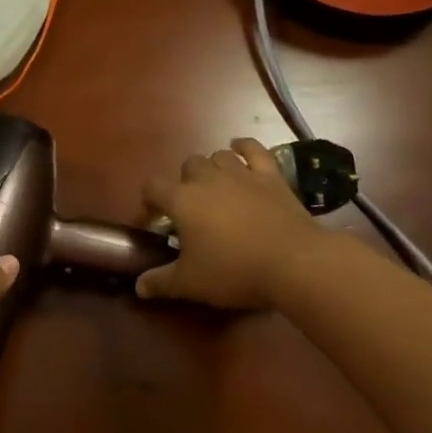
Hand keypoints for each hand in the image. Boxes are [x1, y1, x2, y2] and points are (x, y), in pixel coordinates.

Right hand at [136, 139, 320, 311]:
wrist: (293, 262)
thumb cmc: (234, 271)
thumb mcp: (190, 284)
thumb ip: (160, 282)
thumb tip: (138, 286)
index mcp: (182, 200)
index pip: (152, 186)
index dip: (149, 200)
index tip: (154, 218)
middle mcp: (207, 178)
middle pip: (188, 165)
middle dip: (185, 182)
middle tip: (193, 208)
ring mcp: (241, 173)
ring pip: (218, 155)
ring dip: (213, 168)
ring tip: (217, 187)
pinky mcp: (270, 175)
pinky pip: (254, 149)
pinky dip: (244, 146)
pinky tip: (240, 148)